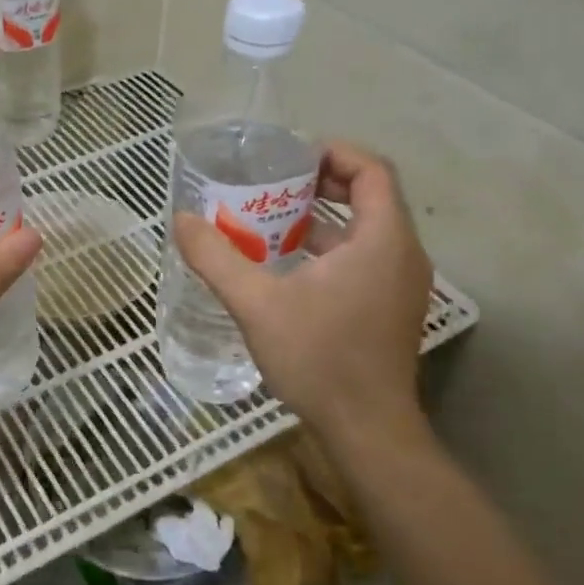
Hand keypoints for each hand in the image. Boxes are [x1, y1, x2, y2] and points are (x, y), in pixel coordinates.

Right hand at [175, 142, 433, 447]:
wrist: (367, 431)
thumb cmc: (320, 359)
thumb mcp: (257, 304)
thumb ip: (216, 258)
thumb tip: (181, 221)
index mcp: (382, 240)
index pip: (372, 169)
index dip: (333, 152)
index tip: (288, 158)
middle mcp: (403, 254)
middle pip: (370, 195)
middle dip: (321, 183)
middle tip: (272, 185)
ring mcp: (401, 283)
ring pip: (366, 229)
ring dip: (322, 218)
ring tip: (270, 220)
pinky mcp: (391, 307)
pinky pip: (365, 257)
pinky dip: (330, 248)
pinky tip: (287, 265)